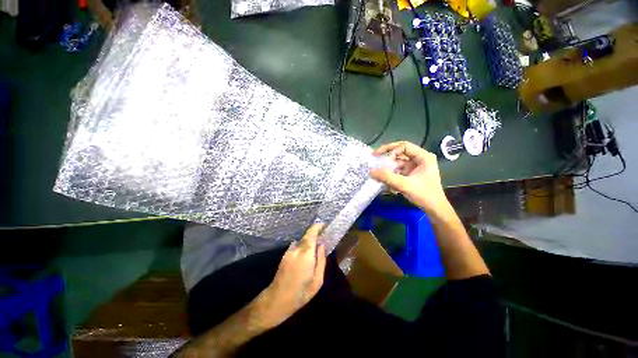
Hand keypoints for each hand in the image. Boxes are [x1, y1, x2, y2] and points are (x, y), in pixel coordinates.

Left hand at [256, 223, 325, 328]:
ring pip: (301, 242)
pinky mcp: (284, 255)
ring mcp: (289, 251)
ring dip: (308, 243)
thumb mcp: (318, 280)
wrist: (277, 300)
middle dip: (315, 236)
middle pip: (307, 237)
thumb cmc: (301, 293)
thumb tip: (322, 245)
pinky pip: (296, 247)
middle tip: (322, 241)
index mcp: (305, 254)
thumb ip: (321, 260)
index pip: (311, 234)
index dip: (317, 227)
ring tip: (314, 253)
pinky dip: (302, 248)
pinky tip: (305, 259)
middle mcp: (296, 249)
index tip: (323, 225)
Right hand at [370, 141, 448, 214]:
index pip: (404, 146)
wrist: (434, 209)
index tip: (378, 156)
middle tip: (374, 158)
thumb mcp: (404, 184)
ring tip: (378, 176)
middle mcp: (419, 159)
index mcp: (423, 157)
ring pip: (397, 164)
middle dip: (387, 159)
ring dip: (388, 170)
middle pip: (399, 154)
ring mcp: (414, 168)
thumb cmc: (424, 195)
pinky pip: (397, 172)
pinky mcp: (410, 175)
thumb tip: (371, 171)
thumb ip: (387, 177)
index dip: (390, 149)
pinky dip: (391, 176)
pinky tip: (387, 185)